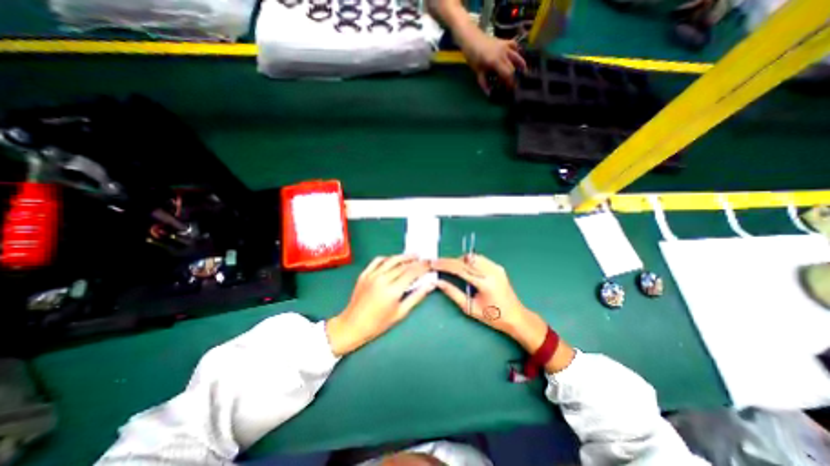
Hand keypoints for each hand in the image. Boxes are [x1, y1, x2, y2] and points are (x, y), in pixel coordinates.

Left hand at [325, 256, 433, 354]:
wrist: (353, 325)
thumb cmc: (379, 323)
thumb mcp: (401, 313)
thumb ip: (416, 296)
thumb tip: (430, 285)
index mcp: (392, 290)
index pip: (411, 273)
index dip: (422, 267)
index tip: (429, 263)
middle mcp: (382, 279)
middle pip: (402, 265)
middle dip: (415, 261)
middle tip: (424, 259)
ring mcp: (372, 275)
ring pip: (391, 260)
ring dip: (403, 256)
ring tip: (413, 255)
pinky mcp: (364, 274)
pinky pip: (377, 261)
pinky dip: (387, 258)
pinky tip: (393, 259)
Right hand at [431, 255, 575, 370]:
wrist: (516, 316)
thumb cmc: (493, 316)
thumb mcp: (470, 308)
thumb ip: (453, 293)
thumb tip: (438, 282)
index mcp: (485, 283)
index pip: (461, 269)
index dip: (445, 265)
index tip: (433, 263)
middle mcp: (492, 272)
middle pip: (466, 259)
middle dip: (450, 261)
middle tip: (438, 264)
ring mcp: (496, 267)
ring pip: (472, 256)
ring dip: (459, 260)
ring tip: (450, 268)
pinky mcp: (498, 267)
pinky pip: (479, 259)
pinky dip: (468, 261)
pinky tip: (463, 268)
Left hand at [458, 31, 528, 92]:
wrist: (472, 39)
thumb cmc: (474, 57)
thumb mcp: (478, 72)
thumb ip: (484, 84)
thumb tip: (489, 94)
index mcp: (496, 62)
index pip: (508, 74)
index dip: (510, 83)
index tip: (511, 90)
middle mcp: (503, 53)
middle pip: (513, 67)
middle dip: (514, 76)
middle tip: (515, 84)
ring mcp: (505, 46)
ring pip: (517, 56)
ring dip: (520, 64)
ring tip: (523, 71)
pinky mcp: (505, 41)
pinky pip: (515, 46)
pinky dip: (517, 52)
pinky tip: (517, 56)